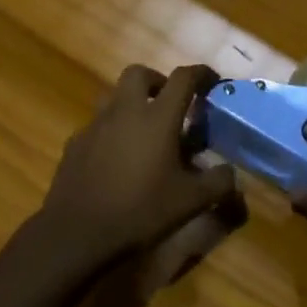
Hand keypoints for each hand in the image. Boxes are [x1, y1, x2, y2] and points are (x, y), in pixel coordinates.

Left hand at [37, 64, 235, 277]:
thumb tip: (231, 173)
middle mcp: (124, 110)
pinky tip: (116, 159)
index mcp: (157, 117)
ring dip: (131, 103)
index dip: (201, 74)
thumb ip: (218, 183)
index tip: (212, 81)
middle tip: (170, 104)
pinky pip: (97, 125)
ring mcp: (95, 125)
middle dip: (158, 81)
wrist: (78, 232)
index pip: (183, 78)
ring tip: (144, 132)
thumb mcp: (190, 202)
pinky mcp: (75, 143)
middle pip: (140, 73)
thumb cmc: (140, 211)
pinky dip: (111, 131)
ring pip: (114, 96)